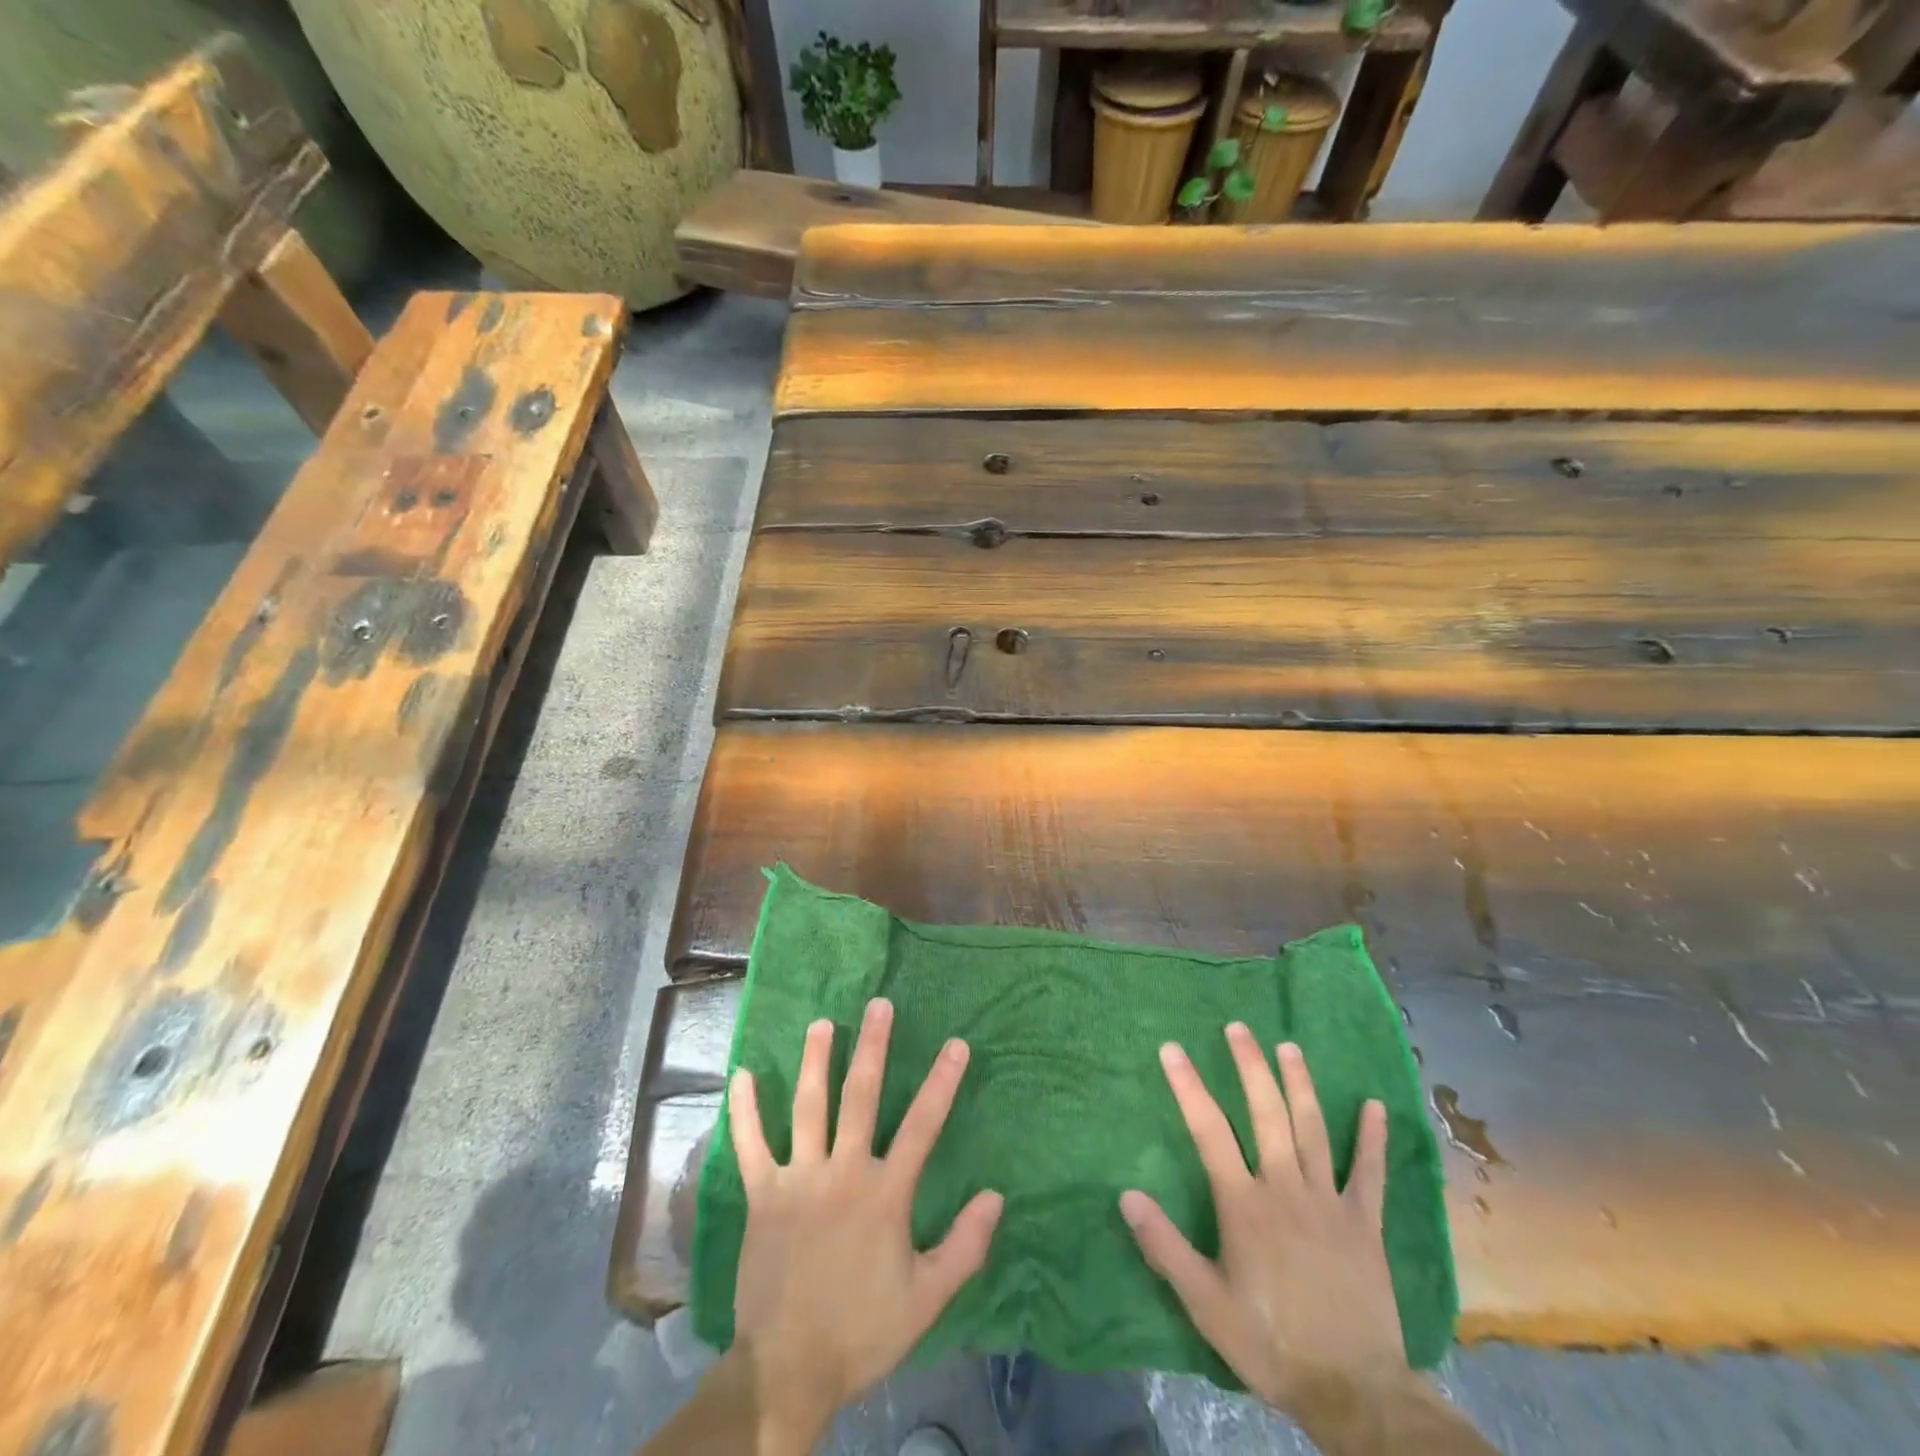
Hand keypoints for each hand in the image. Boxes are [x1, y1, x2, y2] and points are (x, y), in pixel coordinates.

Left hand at [727, 997, 1004, 1451]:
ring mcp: (798, 1180)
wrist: (787, 1371)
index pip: (922, 1126)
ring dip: (815, 1061)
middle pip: (861, 1097)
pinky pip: (750, 1145)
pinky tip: (741, 1075)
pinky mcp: (762, 1195)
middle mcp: (842, 1173)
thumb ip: (964, 1247)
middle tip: (878, 1005)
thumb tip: (996, 1196)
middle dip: (872, 1047)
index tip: (956, 1044)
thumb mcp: (927, 1300)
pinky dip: (744, 1110)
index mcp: (885, 1195)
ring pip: (807, 1107)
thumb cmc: (862, 1332)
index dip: (942, 1082)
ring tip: (821, 1023)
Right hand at [1119, 1025, 1402, 1413]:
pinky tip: (1375, 1105)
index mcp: (1244, 1205)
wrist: (1355, 1393)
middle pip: (1266, 1113)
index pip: (1209, 1130)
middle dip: (1249, 1066)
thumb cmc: (1270, 1343)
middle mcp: (1285, 1188)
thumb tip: (1127, 1195)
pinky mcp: (1365, 1223)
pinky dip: (1372, 1138)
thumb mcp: (1205, 1304)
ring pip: (1312, 1129)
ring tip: (1288, 1046)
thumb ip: (1165, 1247)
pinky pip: (1370, 1172)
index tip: (1172, 1049)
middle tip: (1238, 1027)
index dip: (1188, 1086)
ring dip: (1300, 1084)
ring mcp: (1329, 1201)